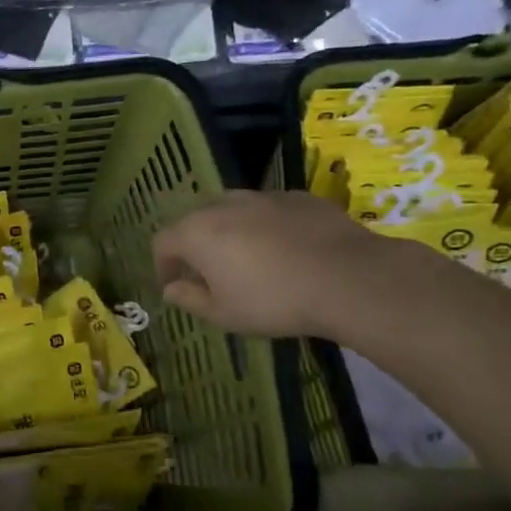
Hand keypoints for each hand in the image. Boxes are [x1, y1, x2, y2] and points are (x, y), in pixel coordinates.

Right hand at [152, 189, 397, 339]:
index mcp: (196, 233)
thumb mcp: (224, 314)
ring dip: (230, 232)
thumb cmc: (273, 301)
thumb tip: (171, 289)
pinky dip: (266, 226)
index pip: (162, 242)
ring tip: (248, 259)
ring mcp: (262, 196)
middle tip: (209, 273)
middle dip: (195, 245)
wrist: (348, 277)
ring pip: (232, 210)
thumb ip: (190, 299)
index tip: (174, 285)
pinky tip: (286, 250)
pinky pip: (268, 210)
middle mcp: (222, 205)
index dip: (162, 264)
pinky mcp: (297, 196)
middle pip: (195, 220)